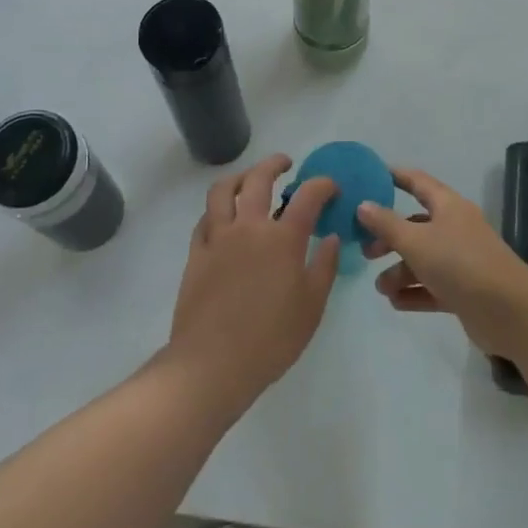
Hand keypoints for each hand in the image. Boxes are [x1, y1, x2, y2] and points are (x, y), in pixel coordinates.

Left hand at [165, 154, 340, 419]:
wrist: (212, 364)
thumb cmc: (271, 340)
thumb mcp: (311, 307)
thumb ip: (324, 267)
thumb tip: (331, 237)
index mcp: (283, 238)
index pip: (308, 196)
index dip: (322, 185)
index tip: (331, 187)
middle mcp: (249, 226)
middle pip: (259, 178)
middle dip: (275, 164)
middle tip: (286, 164)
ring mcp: (218, 236)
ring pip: (224, 189)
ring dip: (240, 177)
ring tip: (249, 180)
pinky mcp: (196, 252)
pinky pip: (205, 218)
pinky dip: (217, 209)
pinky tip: (224, 218)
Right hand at [356, 167, 527, 361]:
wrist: (512, 314)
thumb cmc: (461, 264)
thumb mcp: (417, 241)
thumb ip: (387, 224)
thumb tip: (362, 204)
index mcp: (448, 206)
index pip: (418, 182)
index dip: (395, 177)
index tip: (370, 177)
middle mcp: (455, 229)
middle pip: (416, 225)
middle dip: (389, 236)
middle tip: (365, 250)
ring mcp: (462, 261)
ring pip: (423, 259)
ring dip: (400, 271)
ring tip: (381, 288)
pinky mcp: (465, 291)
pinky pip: (433, 286)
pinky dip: (414, 292)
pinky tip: (395, 303)